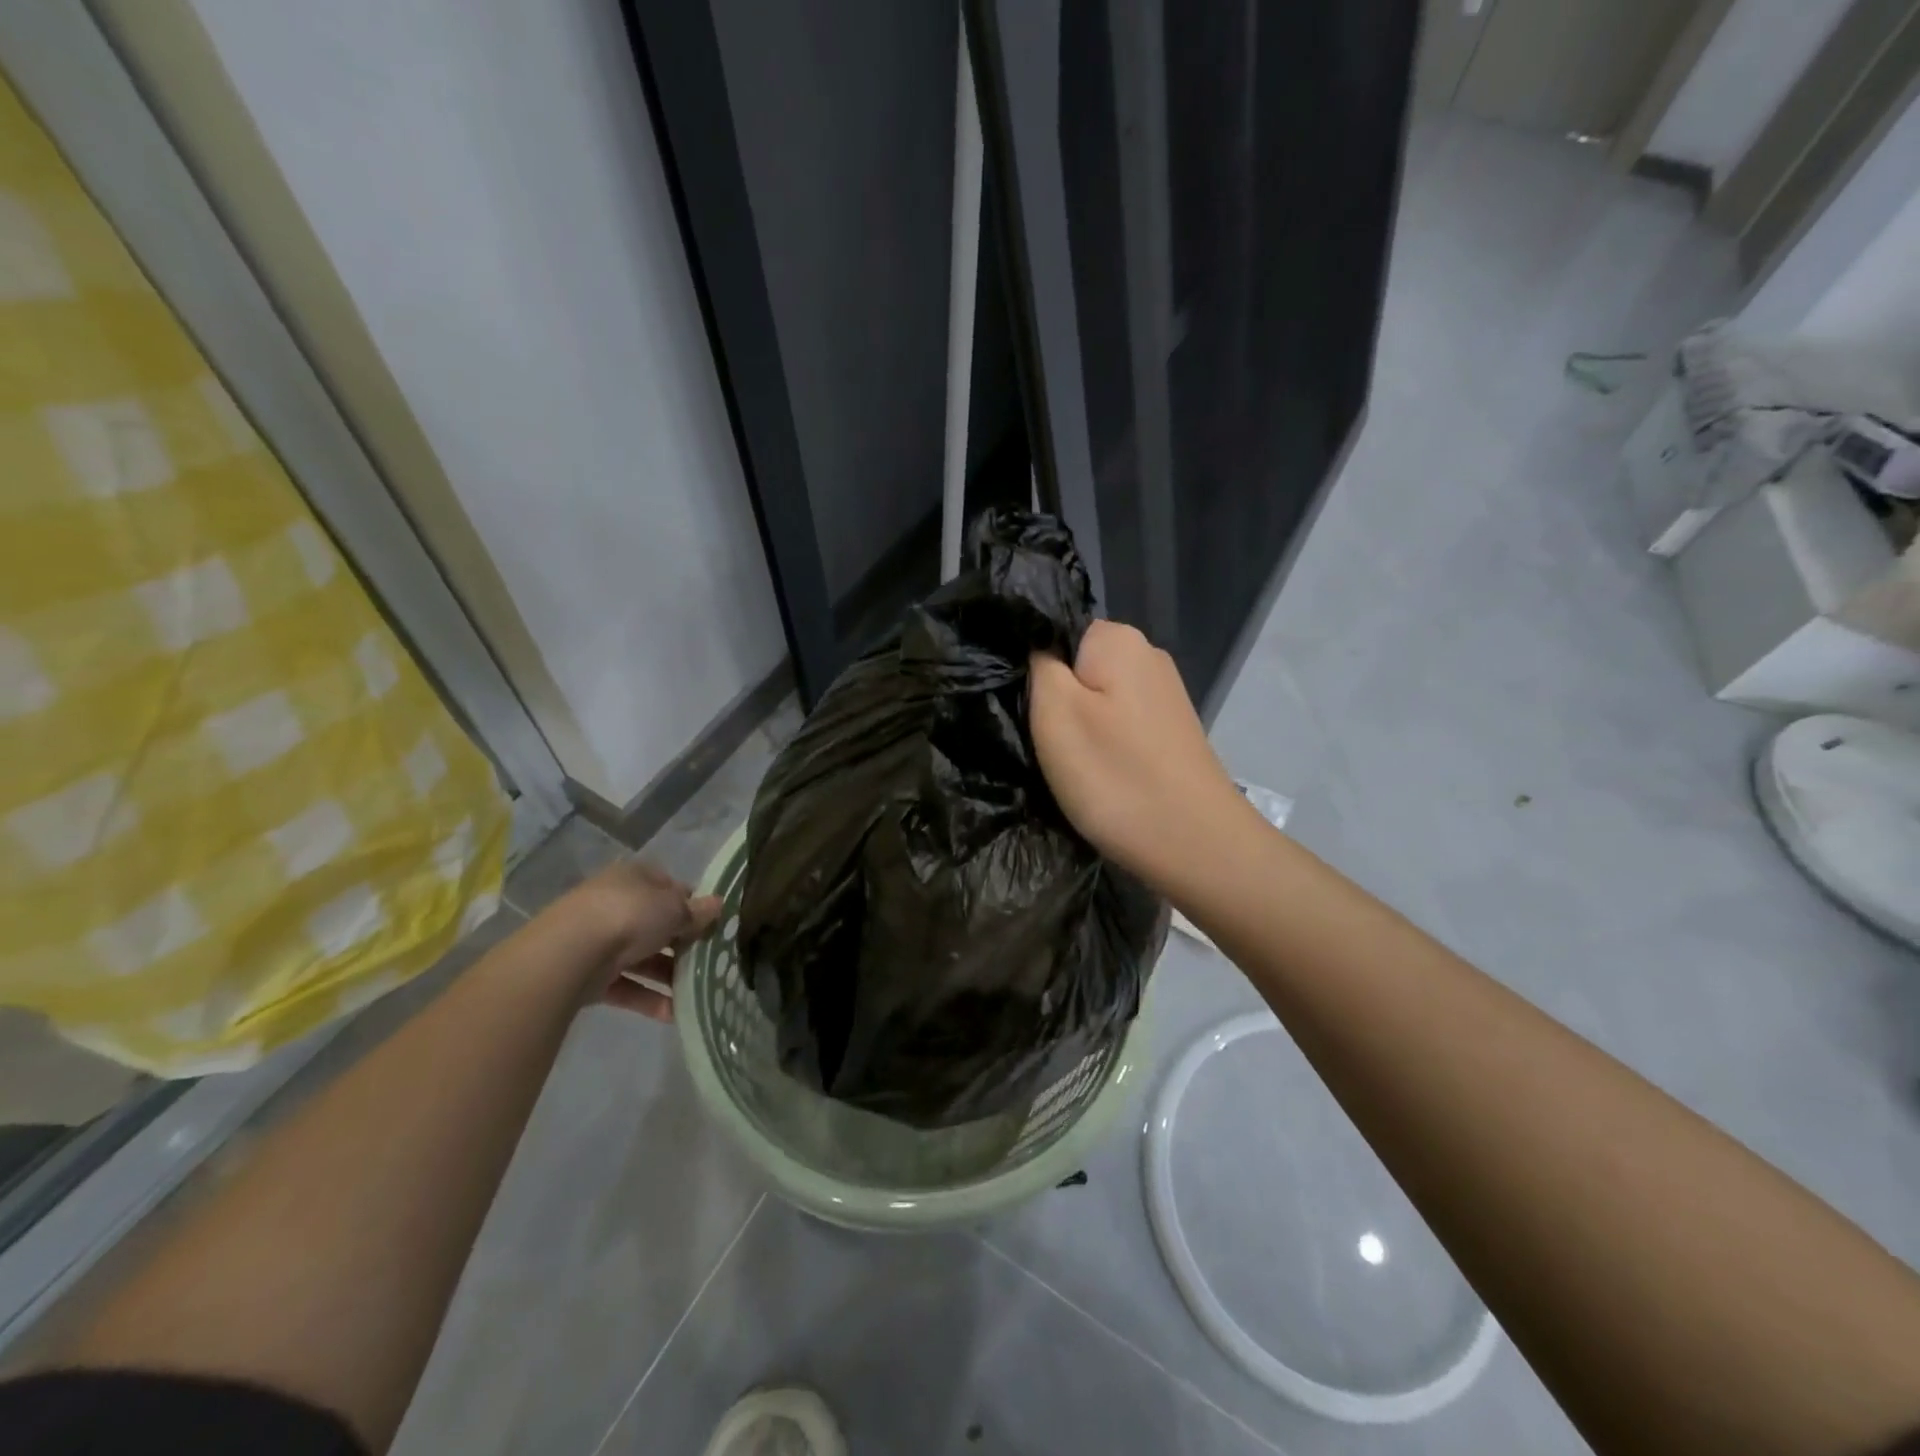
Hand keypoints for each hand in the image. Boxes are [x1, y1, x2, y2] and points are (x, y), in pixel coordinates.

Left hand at [553, 858, 720, 1020]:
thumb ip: (696, 911)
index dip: (693, 904)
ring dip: (668, 974)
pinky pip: (626, 985)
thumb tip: (718, 905)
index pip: (670, 887)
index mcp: (635, 878)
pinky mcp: (589, 974)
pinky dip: (648, 998)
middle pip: (656, 924)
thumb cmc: (629, 916)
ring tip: (696, 992)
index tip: (712, 924)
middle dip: (682, 943)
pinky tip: (672, 1013)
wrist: (567, 955)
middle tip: (708, 959)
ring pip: (642, 957)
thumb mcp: (673, 909)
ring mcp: (599, 940)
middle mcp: (615, 903)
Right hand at [1030, 620, 1244, 892]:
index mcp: (1118, 638)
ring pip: (1096, 700)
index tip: (1028, 711)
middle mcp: (1147, 655)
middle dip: (1055, 702)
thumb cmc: (1115, 776)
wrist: (1195, 844)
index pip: (1053, 632)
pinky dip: (1104, 746)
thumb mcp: (1054, 712)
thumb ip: (1039, 664)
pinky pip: (1119, 725)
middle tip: (1046, 743)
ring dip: (1078, 729)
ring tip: (1073, 766)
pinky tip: (1103, 775)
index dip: (1032, 669)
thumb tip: (1038, 644)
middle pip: (1076, 667)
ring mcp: (1164, 695)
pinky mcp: (1170, 731)